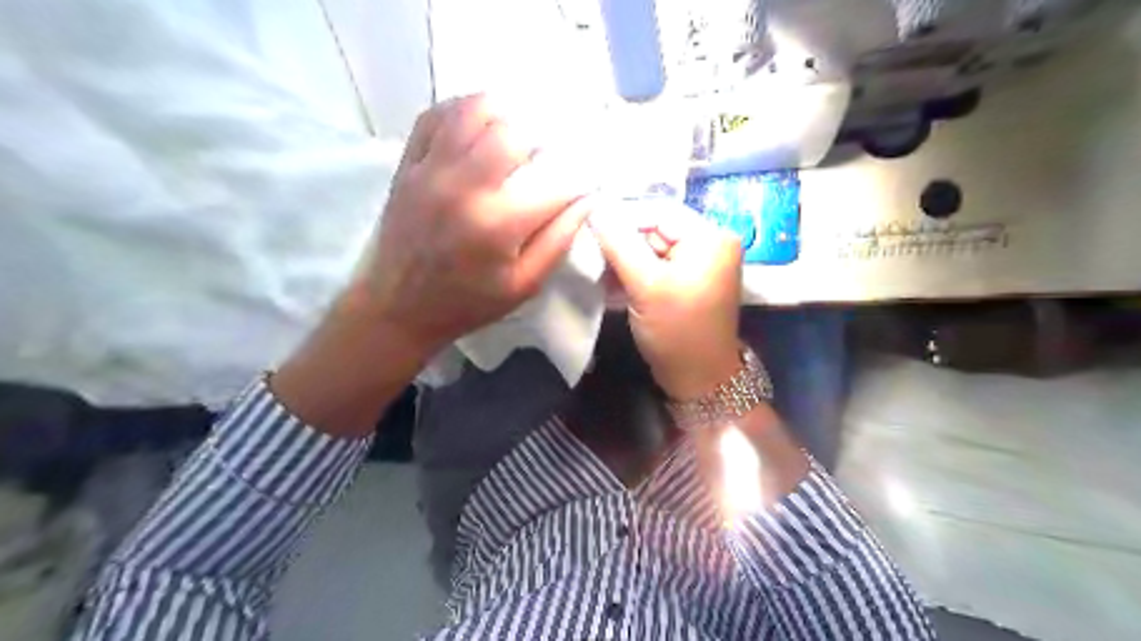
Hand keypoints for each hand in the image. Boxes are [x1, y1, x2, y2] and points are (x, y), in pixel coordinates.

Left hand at [349, 92, 592, 358]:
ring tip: (515, 137)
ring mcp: (431, 169)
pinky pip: (436, 116)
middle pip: (514, 131)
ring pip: (474, 110)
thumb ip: (559, 241)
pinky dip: (463, 112)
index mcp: (498, 224)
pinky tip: (479, 129)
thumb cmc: (468, 303)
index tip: (582, 185)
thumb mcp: (524, 286)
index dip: (578, 179)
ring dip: (504, 117)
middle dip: (541, 141)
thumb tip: (586, 200)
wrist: (399, 307)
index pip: (555, 181)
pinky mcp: (408, 164)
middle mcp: (464, 186)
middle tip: (546, 160)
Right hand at [593, 203, 744, 399]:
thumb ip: (618, 243)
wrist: (698, 381)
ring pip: (650, 248)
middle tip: (590, 256)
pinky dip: (634, 273)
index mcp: (710, 237)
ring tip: (598, 272)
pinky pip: (655, 266)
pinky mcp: (687, 281)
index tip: (587, 230)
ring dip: (623, 260)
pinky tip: (611, 283)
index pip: (658, 210)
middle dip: (622, 243)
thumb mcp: (646, 285)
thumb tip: (593, 208)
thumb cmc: (677, 332)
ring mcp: (698, 263)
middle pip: (654, 228)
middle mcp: (709, 242)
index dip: (622, 218)